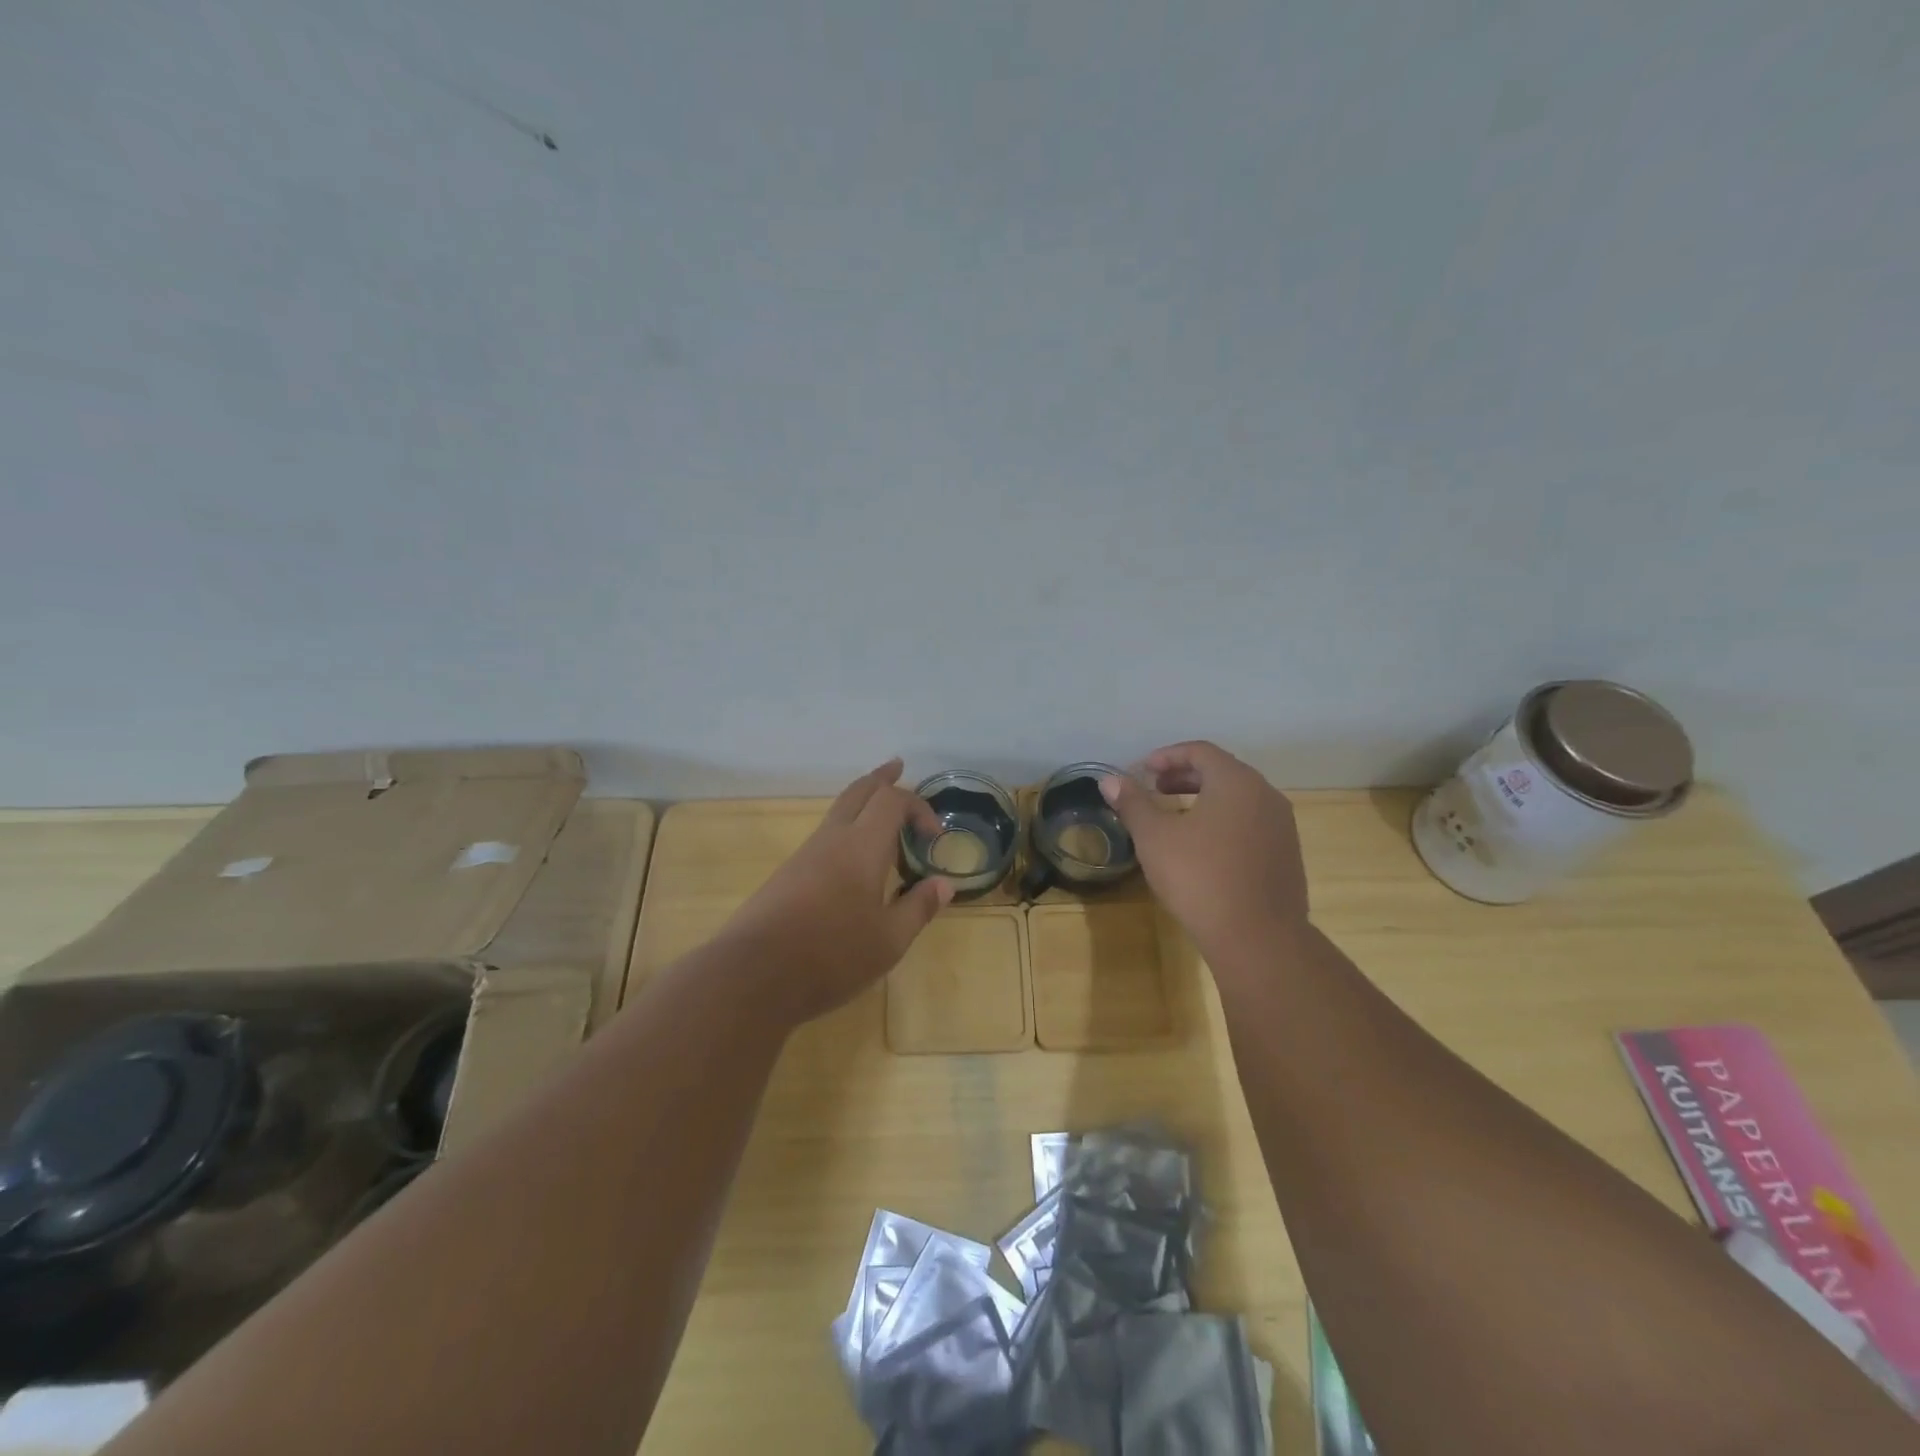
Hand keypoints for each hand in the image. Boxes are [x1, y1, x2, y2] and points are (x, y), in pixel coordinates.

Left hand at [718, 759, 952, 1026]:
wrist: (752, 975)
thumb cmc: (831, 956)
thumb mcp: (888, 940)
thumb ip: (918, 908)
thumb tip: (944, 884)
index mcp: (862, 847)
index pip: (892, 801)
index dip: (918, 807)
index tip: (935, 835)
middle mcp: (832, 840)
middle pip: (858, 792)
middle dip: (881, 778)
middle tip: (897, 767)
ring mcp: (805, 855)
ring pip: (838, 813)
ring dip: (862, 803)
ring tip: (881, 812)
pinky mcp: (788, 875)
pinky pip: (825, 837)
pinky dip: (847, 830)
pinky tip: (853, 857)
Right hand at [1100, 741, 1308, 966]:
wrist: (1258, 938)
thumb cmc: (1200, 878)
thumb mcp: (1154, 838)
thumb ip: (1133, 803)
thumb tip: (1110, 780)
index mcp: (1237, 782)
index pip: (1201, 751)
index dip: (1168, 756)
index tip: (1144, 770)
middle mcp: (1266, 795)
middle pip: (1222, 772)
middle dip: (1185, 776)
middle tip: (1156, 790)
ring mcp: (1282, 827)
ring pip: (1239, 799)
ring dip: (1205, 799)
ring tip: (1176, 818)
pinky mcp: (1286, 855)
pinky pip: (1251, 823)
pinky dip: (1224, 821)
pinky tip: (1203, 849)